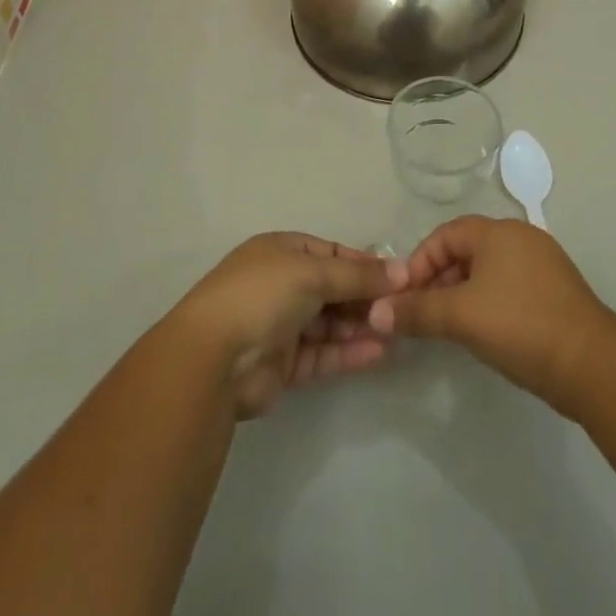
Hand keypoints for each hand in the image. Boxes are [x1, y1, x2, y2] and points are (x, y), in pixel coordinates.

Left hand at [172, 232, 408, 418]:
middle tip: (403, 308)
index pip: (331, 252)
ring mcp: (281, 325)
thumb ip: (358, 274)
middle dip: (366, 297)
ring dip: (360, 326)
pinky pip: (323, 353)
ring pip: (330, 323)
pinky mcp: (283, 364)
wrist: (212, 359)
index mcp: (281, 251)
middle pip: (333, 288)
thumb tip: (403, 270)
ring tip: (397, 332)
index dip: (364, 263)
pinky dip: (348, 352)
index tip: (399, 276)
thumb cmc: (262, 295)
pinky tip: (378, 353)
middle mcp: (281, 284)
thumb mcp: (312, 272)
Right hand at [366, 216, 615, 415]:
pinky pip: (510, 286)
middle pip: (466, 250)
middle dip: (439, 280)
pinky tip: (484, 333)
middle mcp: (520, 237)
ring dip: (462, 293)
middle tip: (423, 315)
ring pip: (488, 270)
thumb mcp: (461, 317)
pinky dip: (489, 303)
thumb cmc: (520, 326)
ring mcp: (542, 263)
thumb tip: (375, 311)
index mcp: (498, 231)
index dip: (419, 262)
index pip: (445, 234)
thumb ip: (417, 311)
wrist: (591, 364)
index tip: (404, 296)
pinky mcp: (556, 291)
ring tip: (449, 327)